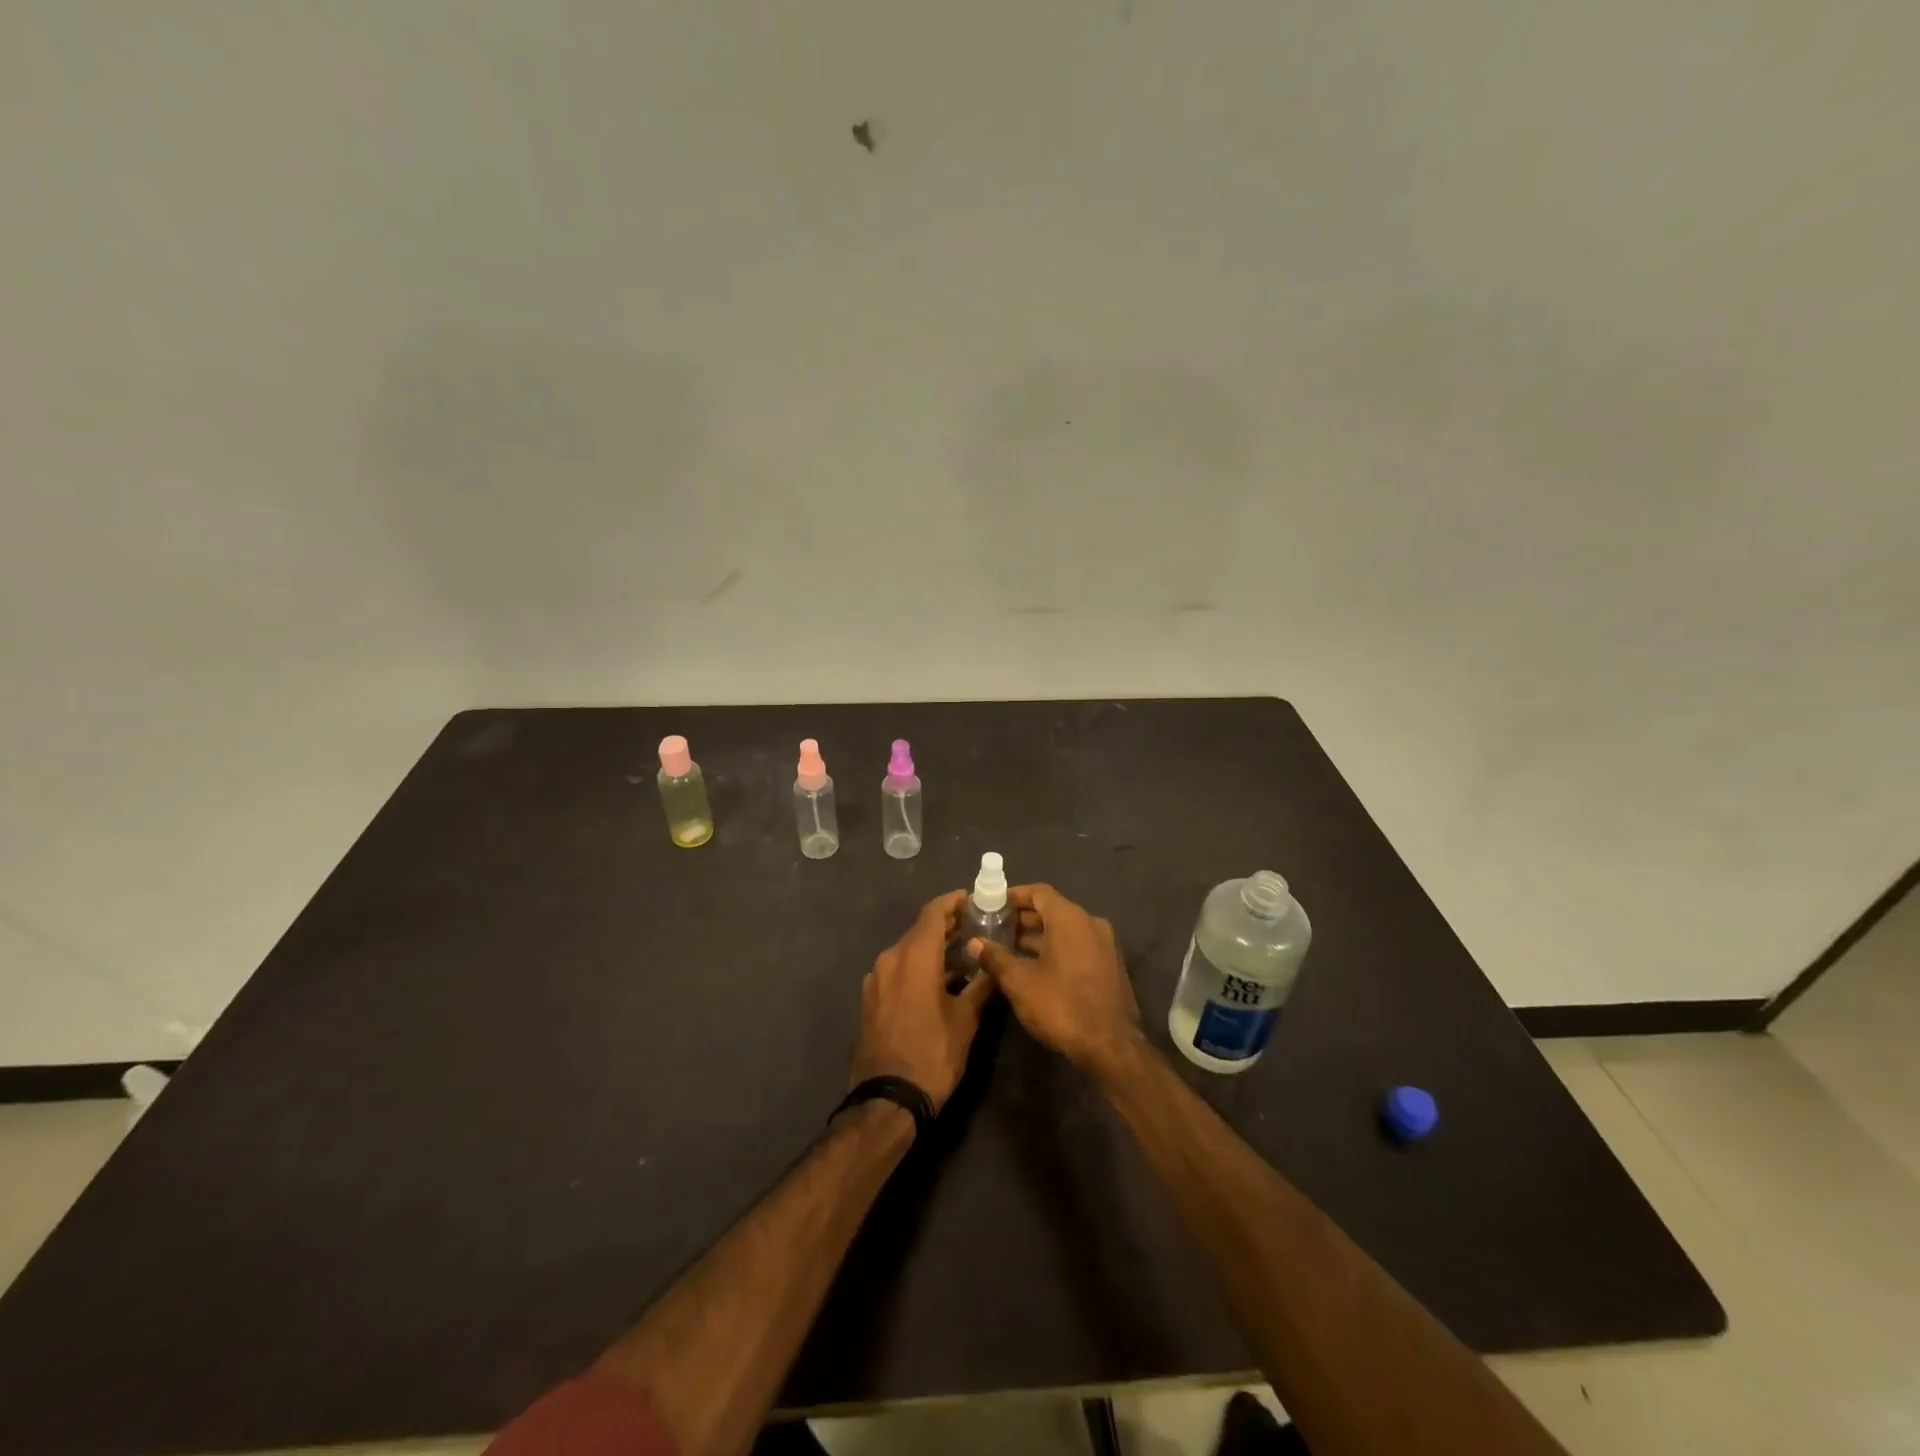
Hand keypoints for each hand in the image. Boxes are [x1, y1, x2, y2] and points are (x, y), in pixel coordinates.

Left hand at [850, 890, 996, 1112]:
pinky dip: (917, 965)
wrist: (886, 1100)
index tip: (974, 900)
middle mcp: (890, 958)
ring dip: (932, 947)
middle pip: (920, 930)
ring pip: (907, 950)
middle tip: (976, 926)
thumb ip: (981, 986)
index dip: (954, 901)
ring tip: (962, 953)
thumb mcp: (965, 1021)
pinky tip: (937, 980)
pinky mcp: (870, 998)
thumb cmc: (932, 1055)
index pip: (933, 912)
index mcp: (914, 956)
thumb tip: (995, 965)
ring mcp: (875, 979)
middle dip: (947, 925)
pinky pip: (897, 969)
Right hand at [968, 884, 1140, 1076]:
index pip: (1039, 892)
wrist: (1111, 1046)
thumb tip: (974, 942)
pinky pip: (1078, 945)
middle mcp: (1091, 923)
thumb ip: (995, 957)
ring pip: (1065, 930)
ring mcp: (1104, 945)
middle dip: (1023, 918)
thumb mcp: (1020, 982)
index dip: (1014, 896)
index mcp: (1070, 918)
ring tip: (1009, 948)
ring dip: (1038, 936)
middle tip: (995, 927)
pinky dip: (1056, 948)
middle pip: (1052, 910)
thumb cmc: (1062, 1005)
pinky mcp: (1109, 966)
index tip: (992, 904)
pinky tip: (1035, 967)